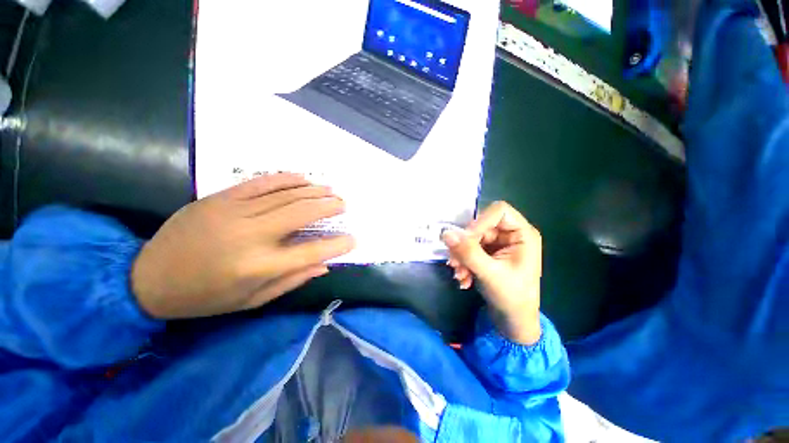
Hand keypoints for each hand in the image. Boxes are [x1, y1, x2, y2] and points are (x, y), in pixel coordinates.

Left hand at [131, 173, 354, 319]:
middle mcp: (250, 236)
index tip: (353, 239)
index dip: (337, 245)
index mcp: (258, 267)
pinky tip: (303, 177)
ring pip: (285, 195)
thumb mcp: (252, 301)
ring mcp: (234, 212)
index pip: (311, 252)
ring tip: (331, 190)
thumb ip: (292, 280)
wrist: (148, 279)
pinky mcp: (220, 198)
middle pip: (301, 213)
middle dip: (329, 206)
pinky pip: (261, 183)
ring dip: (313, 191)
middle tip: (343, 204)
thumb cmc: (205, 297)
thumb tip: (324, 264)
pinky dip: (286, 178)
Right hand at [442, 201, 541, 344]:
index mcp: (523, 234)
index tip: (464, 239)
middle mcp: (510, 235)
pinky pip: (470, 249)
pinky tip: (463, 279)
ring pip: (472, 239)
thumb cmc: (512, 298)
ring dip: (462, 256)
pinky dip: (463, 262)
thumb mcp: (490, 274)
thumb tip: (446, 233)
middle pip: (481, 226)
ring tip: (458, 274)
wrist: (513, 322)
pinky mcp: (488, 254)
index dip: (480, 222)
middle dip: (466, 245)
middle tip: (454, 262)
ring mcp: (498, 245)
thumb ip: (468, 252)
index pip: (499, 211)